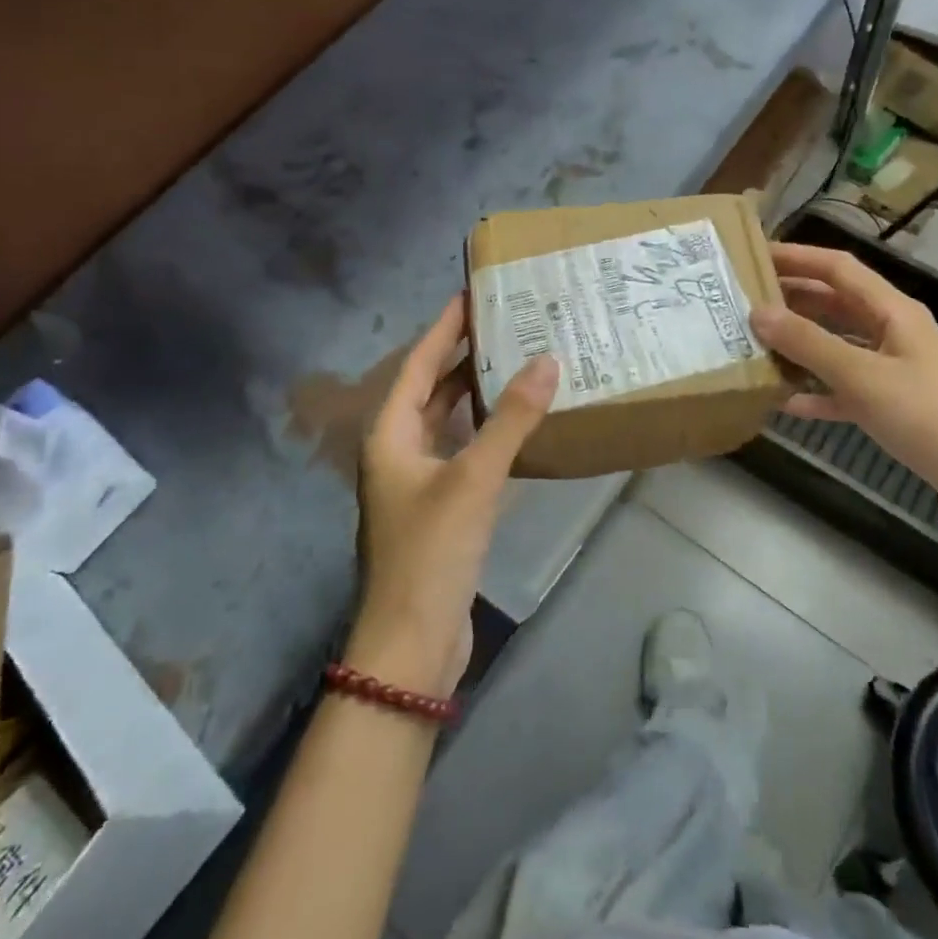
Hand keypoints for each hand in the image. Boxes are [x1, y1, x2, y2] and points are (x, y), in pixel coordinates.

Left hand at [351, 296, 559, 694]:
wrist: (411, 644)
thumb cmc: (431, 551)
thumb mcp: (473, 478)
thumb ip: (511, 419)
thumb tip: (548, 360)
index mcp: (389, 434)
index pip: (418, 363)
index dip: (444, 327)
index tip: (472, 294)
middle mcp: (397, 450)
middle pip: (430, 388)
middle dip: (463, 356)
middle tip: (505, 324)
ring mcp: (416, 480)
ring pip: (447, 420)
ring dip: (476, 393)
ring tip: (516, 361)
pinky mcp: (439, 506)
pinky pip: (462, 450)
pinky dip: (485, 430)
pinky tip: (516, 423)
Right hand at [751, 243, 937, 552]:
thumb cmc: (929, 418)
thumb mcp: (863, 377)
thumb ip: (809, 344)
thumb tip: (758, 312)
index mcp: (895, 312)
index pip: (838, 268)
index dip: (797, 256)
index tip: (754, 255)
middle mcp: (895, 332)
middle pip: (836, 304)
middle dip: (793, 299)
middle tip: (744, 301)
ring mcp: (896, 370)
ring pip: (839, 345)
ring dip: (801, 344)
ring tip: (756, 344)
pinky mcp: (895, 406)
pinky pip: (846, 388)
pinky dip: (818, 390)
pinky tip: (786, 401)